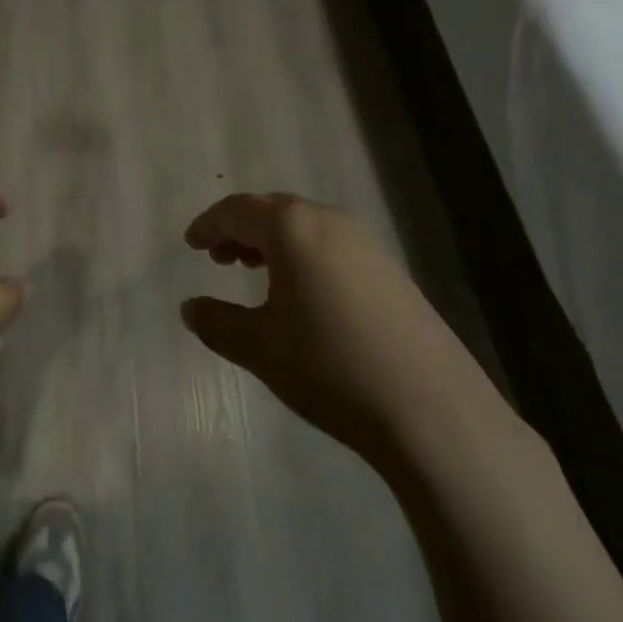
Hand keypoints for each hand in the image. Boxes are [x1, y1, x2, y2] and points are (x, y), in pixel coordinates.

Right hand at [182, 194, 507, 465]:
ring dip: (273, 242)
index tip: (190, 243)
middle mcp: (328, 220)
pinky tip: (304, 294)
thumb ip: (217, 322)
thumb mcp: (260, 348)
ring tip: (255, 271)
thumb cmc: (331, 368)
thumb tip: (189, 307)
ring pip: (304, 226)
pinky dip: (304, 255)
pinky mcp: (390, 269)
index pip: (237, 210)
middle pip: (272, 210)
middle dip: (240, 229)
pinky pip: (331, 244)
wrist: (433, 411)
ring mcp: (365, 243)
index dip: (208, 224)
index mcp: (291, 227)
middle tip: (218, 257)